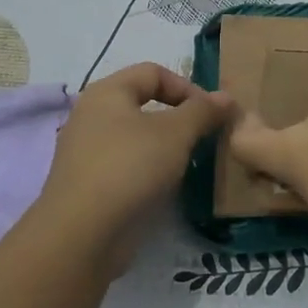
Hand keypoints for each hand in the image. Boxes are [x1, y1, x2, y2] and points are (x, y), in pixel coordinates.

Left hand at [37, 63, 230, 271]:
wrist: (81, 235)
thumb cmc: (130, 168)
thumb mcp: (175, 134)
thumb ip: (202, 111)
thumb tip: (226, 97)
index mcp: (107, 92)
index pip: (154, 72)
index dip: (187, 87)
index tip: (211, 114)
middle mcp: (92, 115)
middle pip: (143, 103)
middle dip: (179, 117)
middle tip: (204, 138)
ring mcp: (86, 151)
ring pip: (135, 136)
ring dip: (165, 145)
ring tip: (188, 163)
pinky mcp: (88, 184)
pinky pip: (126, 164)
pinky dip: (148, 169)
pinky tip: (163, 187)